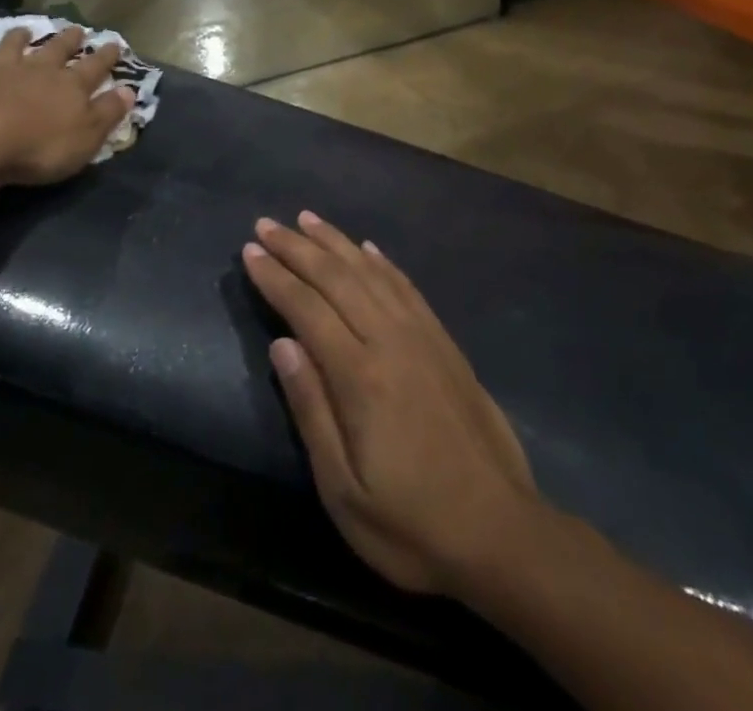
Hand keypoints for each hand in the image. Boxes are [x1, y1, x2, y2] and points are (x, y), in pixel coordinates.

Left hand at [0, 26, 134, 186]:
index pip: (95, 66)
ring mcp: (3, 71)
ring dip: (22, 37)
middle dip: (70, 39)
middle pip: (58, 49)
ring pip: (15, 46)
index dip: (107, 56)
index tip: (115, 44)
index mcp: (71, 85)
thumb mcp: (87, 136)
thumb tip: (130, 90)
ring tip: (26, 30)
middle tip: (78, 29)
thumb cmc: (40, 146)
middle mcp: (40, 70)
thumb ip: (108, 112)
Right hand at [242, 211, 538, 596]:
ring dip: (336, 242)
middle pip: (336, 278)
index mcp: (360, 375)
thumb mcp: (344, 490)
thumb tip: (282, 344)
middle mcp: (391, 340)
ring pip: (370, 272)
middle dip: (297, 247)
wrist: (503, 533)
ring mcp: (423, 336)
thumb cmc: (412, 523)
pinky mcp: (445, 343)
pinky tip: (367, 249)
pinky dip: (382, 261)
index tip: (249, 251)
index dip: (275, 277)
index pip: (307, 308)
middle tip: (266, 224)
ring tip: (307, 219)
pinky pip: (406, 286)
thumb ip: (311, 410)